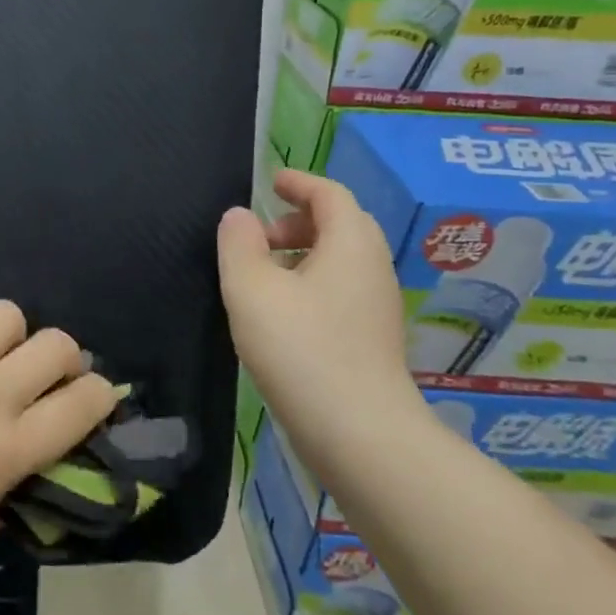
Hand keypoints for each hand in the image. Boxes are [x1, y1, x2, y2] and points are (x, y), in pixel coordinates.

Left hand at [0, 297, 120, 586]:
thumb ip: (19, 485)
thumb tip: (39, 454)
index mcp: (11, 447)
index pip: (85, 402)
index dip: (100, 396)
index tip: (91, 401)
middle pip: (57, 344)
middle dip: (65, 359)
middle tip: (44, 378)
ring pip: (8, 314)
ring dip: (9, 337)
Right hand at [217, 168, 426, 476]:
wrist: (359, 433)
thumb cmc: (300, 348)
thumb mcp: (251, 288)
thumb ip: (238, 244)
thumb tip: (239, 217)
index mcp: (350, 244)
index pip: (330, 194)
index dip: (299, 183)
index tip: (271, 182)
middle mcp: (372, 268)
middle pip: (340, 225)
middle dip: (298, 220)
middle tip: (259, 235)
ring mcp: (377, 306)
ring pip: (340, 260)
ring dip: (302, 254)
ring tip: (261, 275)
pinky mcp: (372, 339)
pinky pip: (341, 290)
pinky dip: (311, 283)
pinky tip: (281, 312)